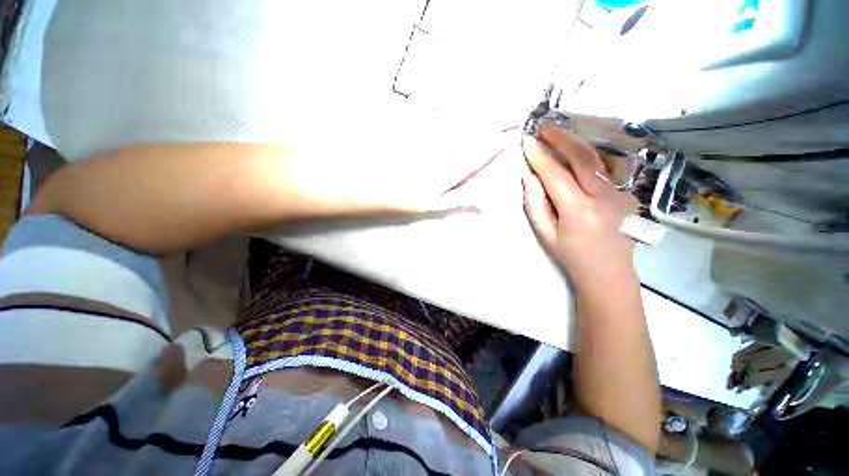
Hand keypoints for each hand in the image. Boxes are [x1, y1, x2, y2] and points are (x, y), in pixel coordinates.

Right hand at [521, 122, 639, 294]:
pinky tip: (579, 153)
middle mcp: (604, 198)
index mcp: (579, 212)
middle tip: (545, 127)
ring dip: (578, 143)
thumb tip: (529, 177)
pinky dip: (592, 156)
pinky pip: (609, 168)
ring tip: (560, 136)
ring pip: (600, 158)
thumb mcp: (545, 234)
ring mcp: (622, 194)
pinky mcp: (628, 194)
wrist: (609, 275)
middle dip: (561, 139)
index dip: (540, 157)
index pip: (556, 175)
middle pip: (583, 158)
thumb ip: (535, 204)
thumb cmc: (571, 257)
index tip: (527, 142)